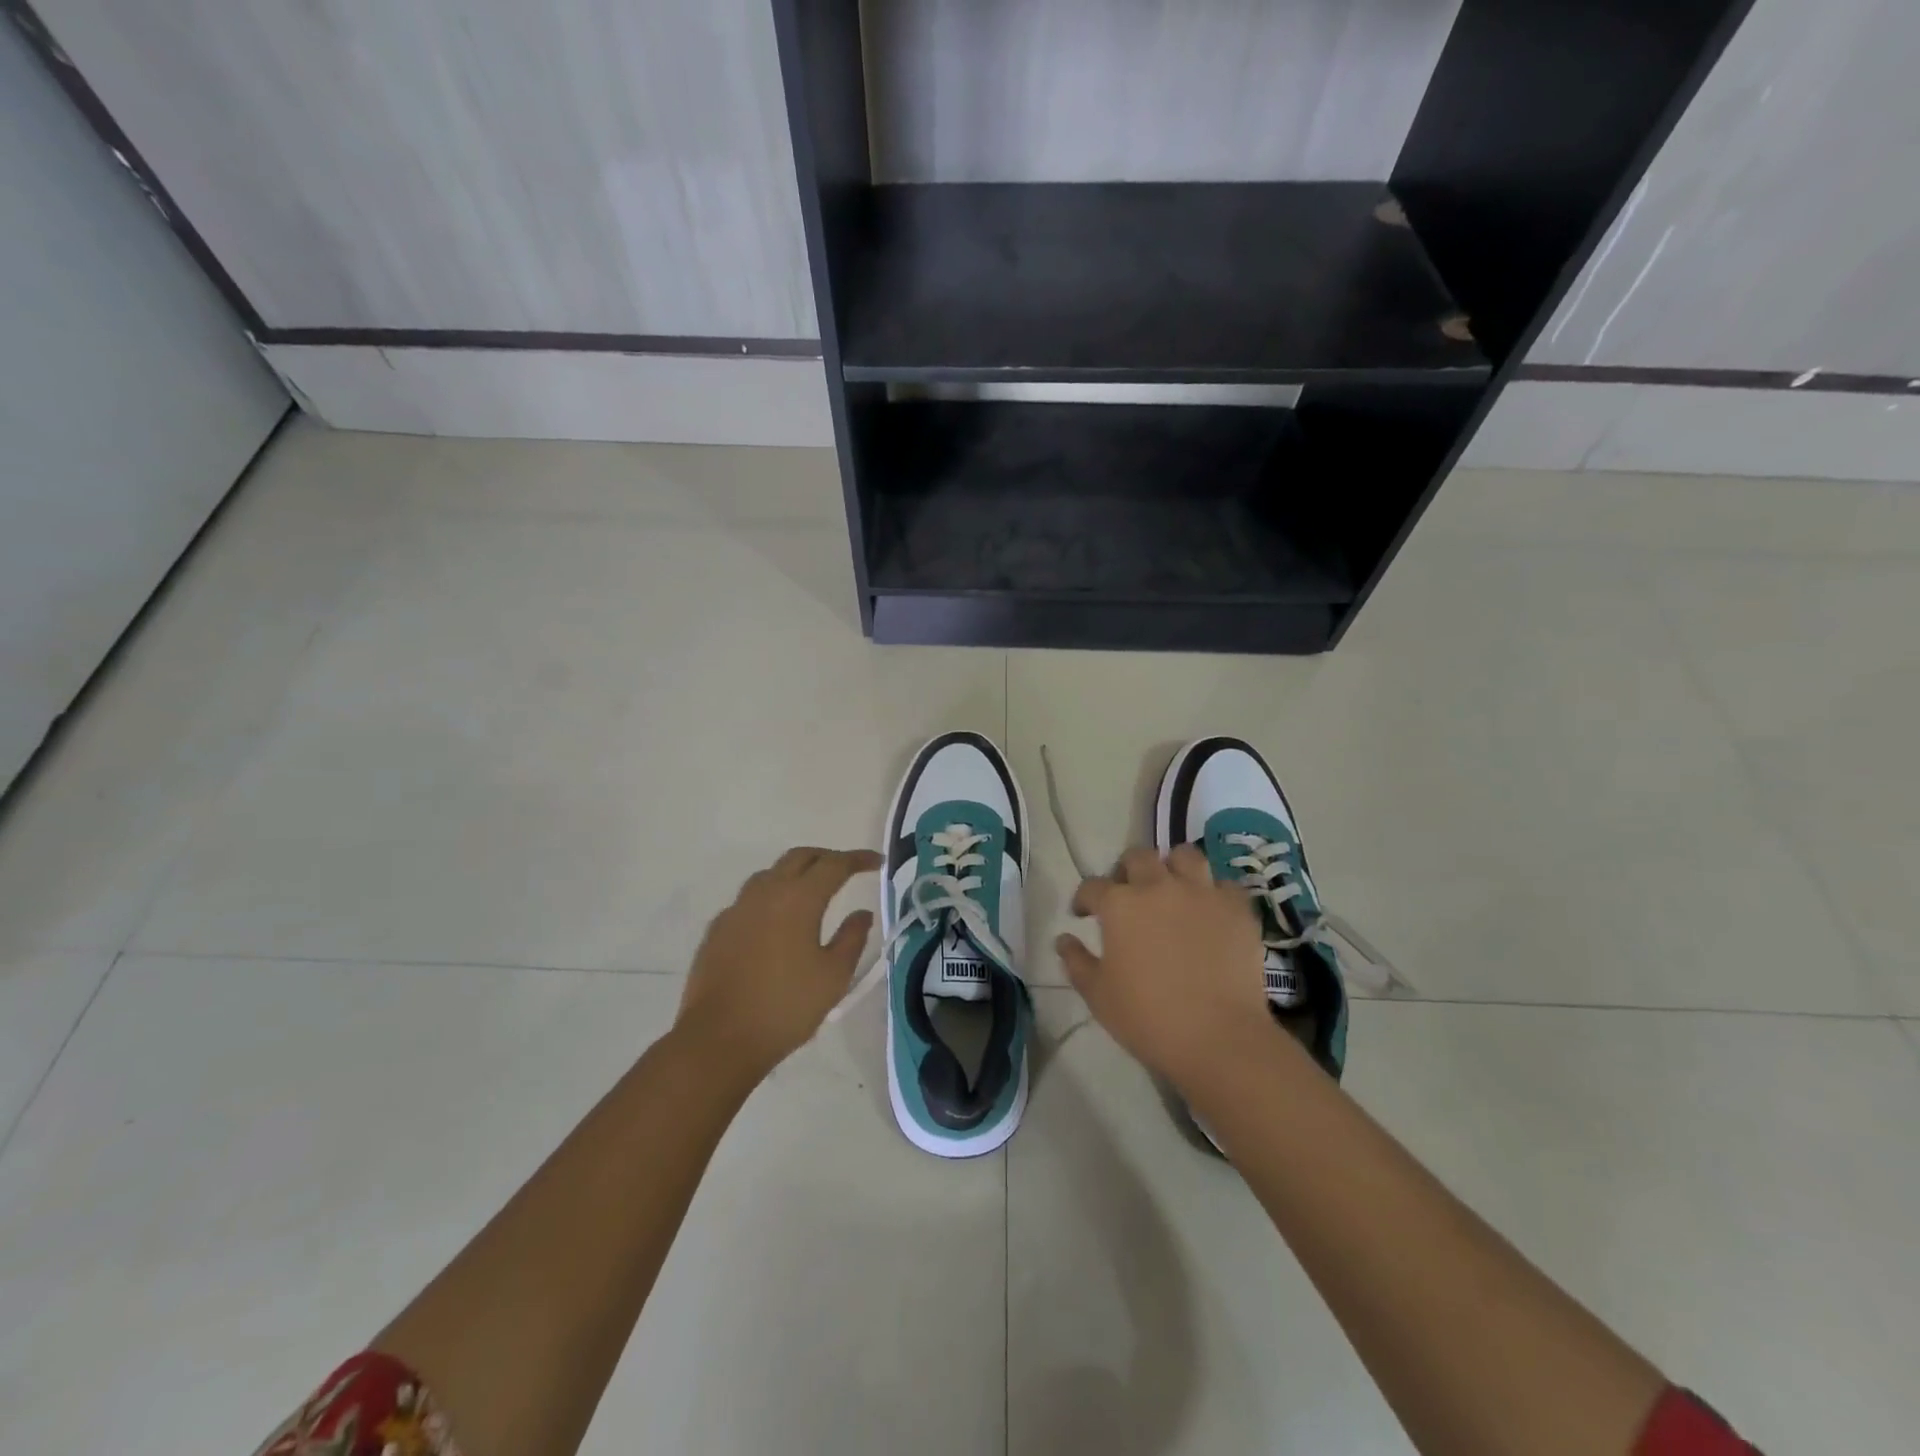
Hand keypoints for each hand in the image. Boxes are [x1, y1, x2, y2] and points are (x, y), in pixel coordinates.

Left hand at [677, 846, 880, 1080]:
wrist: (718, 1039)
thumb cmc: (785, 1007)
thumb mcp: (833, 976)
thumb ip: (852, 938)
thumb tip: (861, 914)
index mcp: (798, 899)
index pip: (834, 865)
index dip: (858, 859)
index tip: (877, 861)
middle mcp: (766, 892)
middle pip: (799, 857)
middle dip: (826, 858)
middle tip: (847, 870)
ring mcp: (737, 909)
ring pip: (770, 873)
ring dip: (796, 873)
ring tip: (812, 891)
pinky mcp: (718, 929)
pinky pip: (749, 899)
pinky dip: (771, 897)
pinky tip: (776, 921)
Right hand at [1057, 844, 1277, 1092]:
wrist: (1218, 1038)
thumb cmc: (1148, 1018)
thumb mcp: (1098, 995)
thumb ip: (1076, 961)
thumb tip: (1064, 939)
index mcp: (1120, 904)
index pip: (1092, 886)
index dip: (1084, 898)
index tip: (1083, 913)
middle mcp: (1158, 886)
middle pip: (1138, 857)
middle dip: (1127, 870)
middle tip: (1128, 894)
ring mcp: (1201, 893)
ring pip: (1185, 856)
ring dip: (1173, 867)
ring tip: (1171, 887)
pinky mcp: (1237, 909)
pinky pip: (1224, 885)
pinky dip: (1214, 892)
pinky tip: (1210, 910)